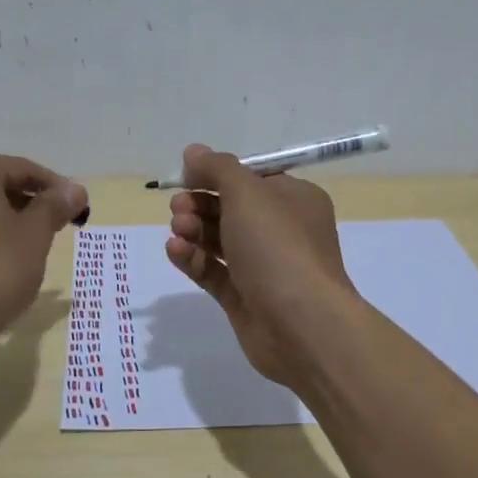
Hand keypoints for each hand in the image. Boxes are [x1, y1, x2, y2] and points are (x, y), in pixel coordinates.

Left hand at [0, 150, 89, 320]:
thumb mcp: (35, 234)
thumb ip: (55, 205)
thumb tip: (75, 190)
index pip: (21, 169)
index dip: (56, 188)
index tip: (79, 207)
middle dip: (29, 204)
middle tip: (59, 227)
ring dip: (5, 221)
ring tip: (32, 247)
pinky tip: (0, 262)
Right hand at [165, 144, 356, 386]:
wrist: (301, 325)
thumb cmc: (279, 247)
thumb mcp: (248, 193)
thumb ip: (217, 168)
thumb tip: (193, 152)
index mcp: (294, 200)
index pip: (252, 178)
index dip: (218, 174)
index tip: (188, 175)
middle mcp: (281, 231)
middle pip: (231, 208)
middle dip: (200, 203)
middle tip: (178, 206)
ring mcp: (263, 267)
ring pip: (219, 240)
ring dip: (194, 230)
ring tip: (178, 229)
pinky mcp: (244, 298)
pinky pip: (213, 271)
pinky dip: (194, 258)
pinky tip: (175, 250)